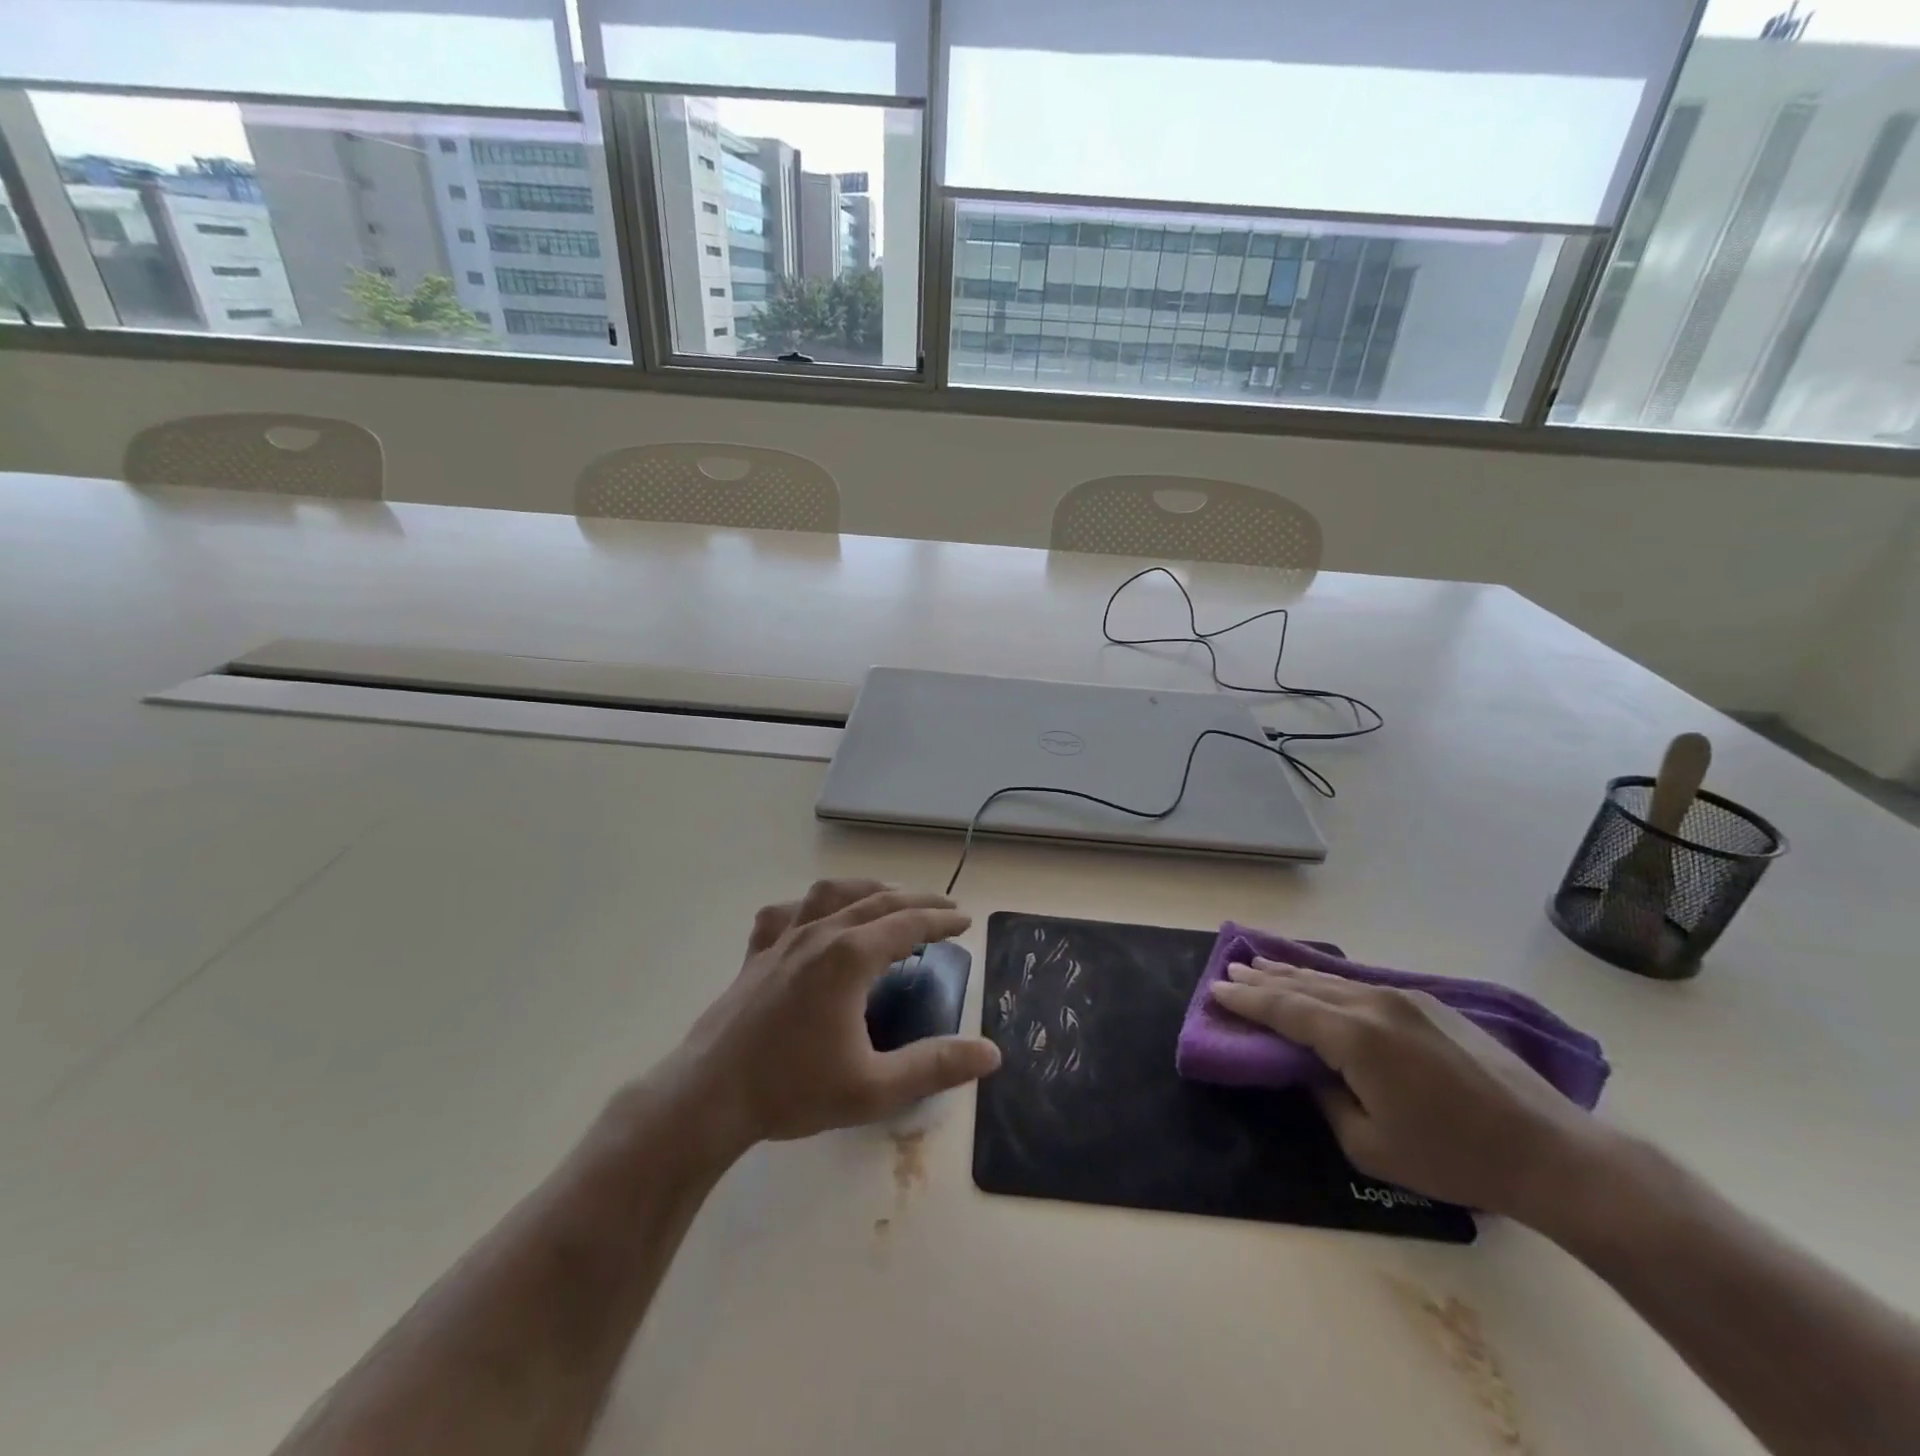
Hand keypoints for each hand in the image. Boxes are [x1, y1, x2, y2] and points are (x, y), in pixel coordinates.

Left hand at [669, 880, 1001, 1155]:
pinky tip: (813, 918)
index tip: (965, 920)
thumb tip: (991, 1053)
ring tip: (888, 896)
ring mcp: (783, 939)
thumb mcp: (873, 1088)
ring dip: (867, 889)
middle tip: (944, 907)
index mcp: (850, 957)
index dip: (941, 919)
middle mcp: (820, 934)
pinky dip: (809, 906)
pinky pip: (786, 913)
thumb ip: (935, 1067)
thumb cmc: (792, 1090)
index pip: (908, 924)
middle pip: (877, 901)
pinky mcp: (757, 954)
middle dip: (916, 900)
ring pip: (832, 894)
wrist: (708, 1096)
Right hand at [1209, 958, 1611, 1219]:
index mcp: (1355, 1038)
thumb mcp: (1370, 1146)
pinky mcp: (1429, 1004)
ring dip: (1294, 974)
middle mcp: (1374, 1004)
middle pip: (1304, 985)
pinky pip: (1362, 985)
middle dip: (1263, 978)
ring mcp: (1404, 999)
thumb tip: (1312, 1071)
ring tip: (1262, 964)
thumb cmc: (1453, 1157)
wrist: (1549, 1150)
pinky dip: (1329, 982)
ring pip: (1333, 980)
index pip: (1285, 1010)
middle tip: (1230, 968)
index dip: (1247, 1001)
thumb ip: (1326, 1099)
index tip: (1215, 989)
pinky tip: (1320, 981)